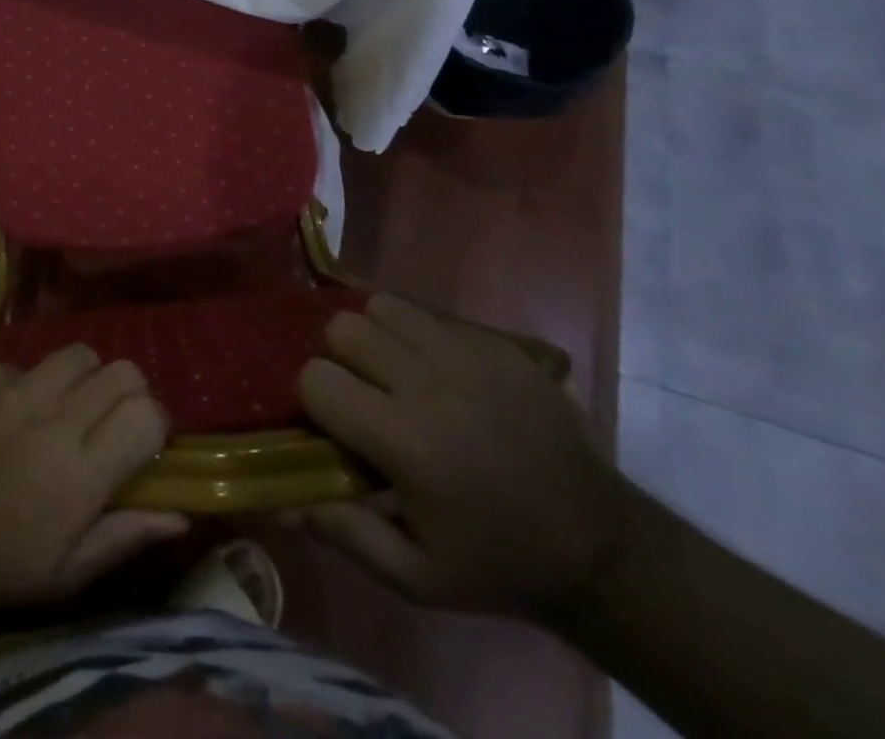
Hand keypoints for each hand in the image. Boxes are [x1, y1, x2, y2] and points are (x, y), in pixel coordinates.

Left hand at [0, 347, 188, 607]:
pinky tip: (13, 412)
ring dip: (84, 378)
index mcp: (80, 472)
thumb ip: (125, 536)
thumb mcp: (63, 576)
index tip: (142, 444)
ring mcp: (16, 387)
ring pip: (79, 354)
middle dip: (127, 393)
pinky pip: (29, 362)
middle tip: (108, 421)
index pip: (147, 414)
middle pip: (122, 370)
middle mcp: (54, 416)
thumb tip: (181, 513)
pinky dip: (33, 383)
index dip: (154, 425)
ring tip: (66, 406)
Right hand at [292, 294, 632, 622]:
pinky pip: (430, 314)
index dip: (315, 400)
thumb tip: (282, 499)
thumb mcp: (418, 578)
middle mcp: (428, 383)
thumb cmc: (498, 564)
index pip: (316, 378)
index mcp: (404, 440)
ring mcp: (466, 355)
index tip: (334, 426)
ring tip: (393, 372)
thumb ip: (345, 534)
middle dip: (339, 358)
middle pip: (343, 328)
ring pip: (382, 306)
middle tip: (363, 393)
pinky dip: (418, 334)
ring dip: (375, 335)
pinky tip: (437, 372)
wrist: (602, 547)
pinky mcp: (496, 343)